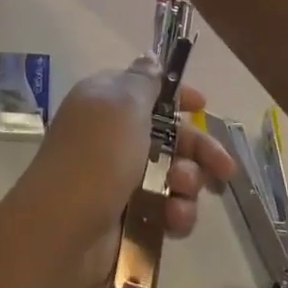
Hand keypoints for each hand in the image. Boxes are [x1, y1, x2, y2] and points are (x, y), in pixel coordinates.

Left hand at [14, 63, 235, 287]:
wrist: (63, 228)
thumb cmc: (97, 156)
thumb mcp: (123, 104)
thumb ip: (143, 81)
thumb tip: (149, 58)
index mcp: (105, 102)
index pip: (145, 89)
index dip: (174, 95)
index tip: (201, 104)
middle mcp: (111, 135)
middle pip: (167, 134)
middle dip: (198, 148)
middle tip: (224, 166)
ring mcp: (119, 177)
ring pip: (172, 174)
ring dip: (188, 182)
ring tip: (182, 191)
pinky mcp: (128, 215)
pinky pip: (166, 208)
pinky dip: (176, 213)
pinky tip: (175, 219)